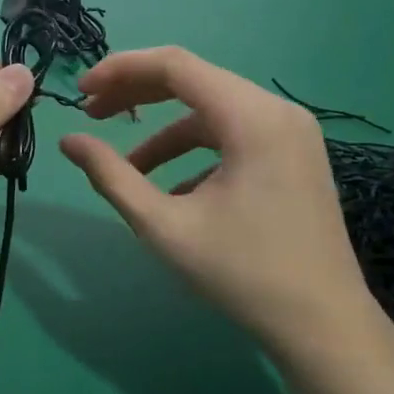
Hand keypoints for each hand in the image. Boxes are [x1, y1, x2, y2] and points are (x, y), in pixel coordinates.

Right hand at [60, 47, 386, 358]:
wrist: (324, 327)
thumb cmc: (243, 274)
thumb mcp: (165, 226)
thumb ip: (112, 176)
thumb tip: (68, 141)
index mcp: (251, 117)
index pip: (175, 65)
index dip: (121, 70)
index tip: (80, 92)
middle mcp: (277, 110)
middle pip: (194, 80)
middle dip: (137, 94)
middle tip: (91, 114)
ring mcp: (292, 131)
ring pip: (213, 109)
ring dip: (164, 129)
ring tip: (127, 163)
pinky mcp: (294, 154)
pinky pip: (234, 134)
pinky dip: (195, 150)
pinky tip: (172, 189)